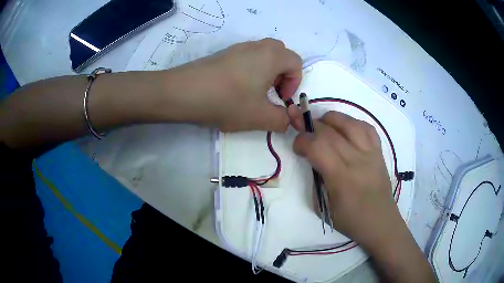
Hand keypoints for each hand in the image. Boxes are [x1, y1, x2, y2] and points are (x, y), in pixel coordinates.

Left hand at [163, 38, 301, 131]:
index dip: (294, 83)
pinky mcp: (223, 53)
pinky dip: (249, 70)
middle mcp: (257, 46)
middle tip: (270, 93)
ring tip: (252, 93)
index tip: (280, 99)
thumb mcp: (260, 117)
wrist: (184, 92)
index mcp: (272, 56)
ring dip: (265, 73)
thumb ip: (282, 120)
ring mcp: (238, 47)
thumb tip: (287, 120)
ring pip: (263, 55)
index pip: (296, 62)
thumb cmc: (228, 101)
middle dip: (282, 75)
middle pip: (281, 55)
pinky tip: (234, 89)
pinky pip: (246, 58)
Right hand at [292, 111, 401, 250]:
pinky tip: (346, 128)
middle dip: (312, 127)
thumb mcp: (323, 207)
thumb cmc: (350, 220)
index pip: (317, 146)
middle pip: (330, 131)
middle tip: (305, 133)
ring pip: (350, 123)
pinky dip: (353, 123)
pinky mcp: (379, 152)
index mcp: (341, 177)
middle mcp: (357, 160)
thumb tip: (313, 161)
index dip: (302, 141)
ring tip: (323, 124)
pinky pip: (367, 128)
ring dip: (331, 119)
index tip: (297, 147)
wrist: (380, 222)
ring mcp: (370, 153)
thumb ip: (316, 181)